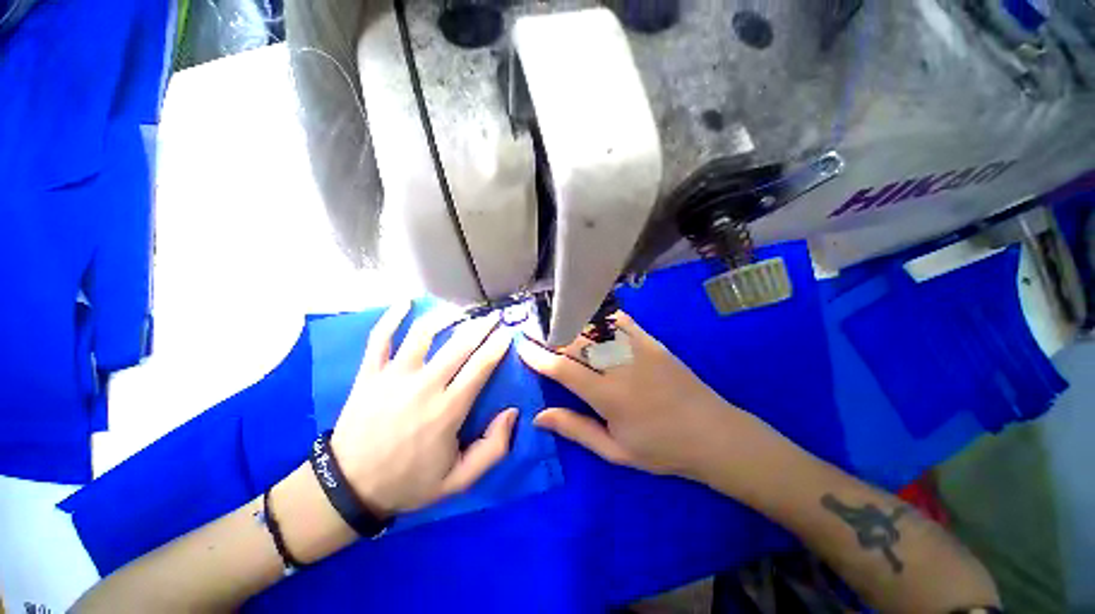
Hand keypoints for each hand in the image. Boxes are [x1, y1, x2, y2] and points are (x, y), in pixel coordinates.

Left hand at [331, 301, 516, 515]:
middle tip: (494, 316)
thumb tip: (512, 412)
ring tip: (460, 309)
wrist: (348, 488)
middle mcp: (424, 385)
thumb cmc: (408, 482)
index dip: (498, 345)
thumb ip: (493, 449)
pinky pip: (380, 338)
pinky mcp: (369, 374)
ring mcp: (393, 376)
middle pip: (459, 344)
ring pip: (423, 333)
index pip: (481, 366)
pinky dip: (392, 317)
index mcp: (448, 409)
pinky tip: (405, 302)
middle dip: (481, 325)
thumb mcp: (459, 480)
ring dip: (445, 316)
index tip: (509, 332)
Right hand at [516, 310, 738, 479]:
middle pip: (576, 341)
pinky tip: (589, 315)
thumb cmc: (662, 449)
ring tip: (555, 323)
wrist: (713, 434)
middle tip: (535, 332)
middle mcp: (620, 366)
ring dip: (571, 323)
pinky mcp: (652, 341)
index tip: (521, 345)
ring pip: (595, 327)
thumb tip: (539, 416)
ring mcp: (638, 349)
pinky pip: (621, 321)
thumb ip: (576, 429)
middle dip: (551, 335)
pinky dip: (601, 316)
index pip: (563, 368)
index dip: (538, 356)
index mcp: (609, 396)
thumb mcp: (615, 451)